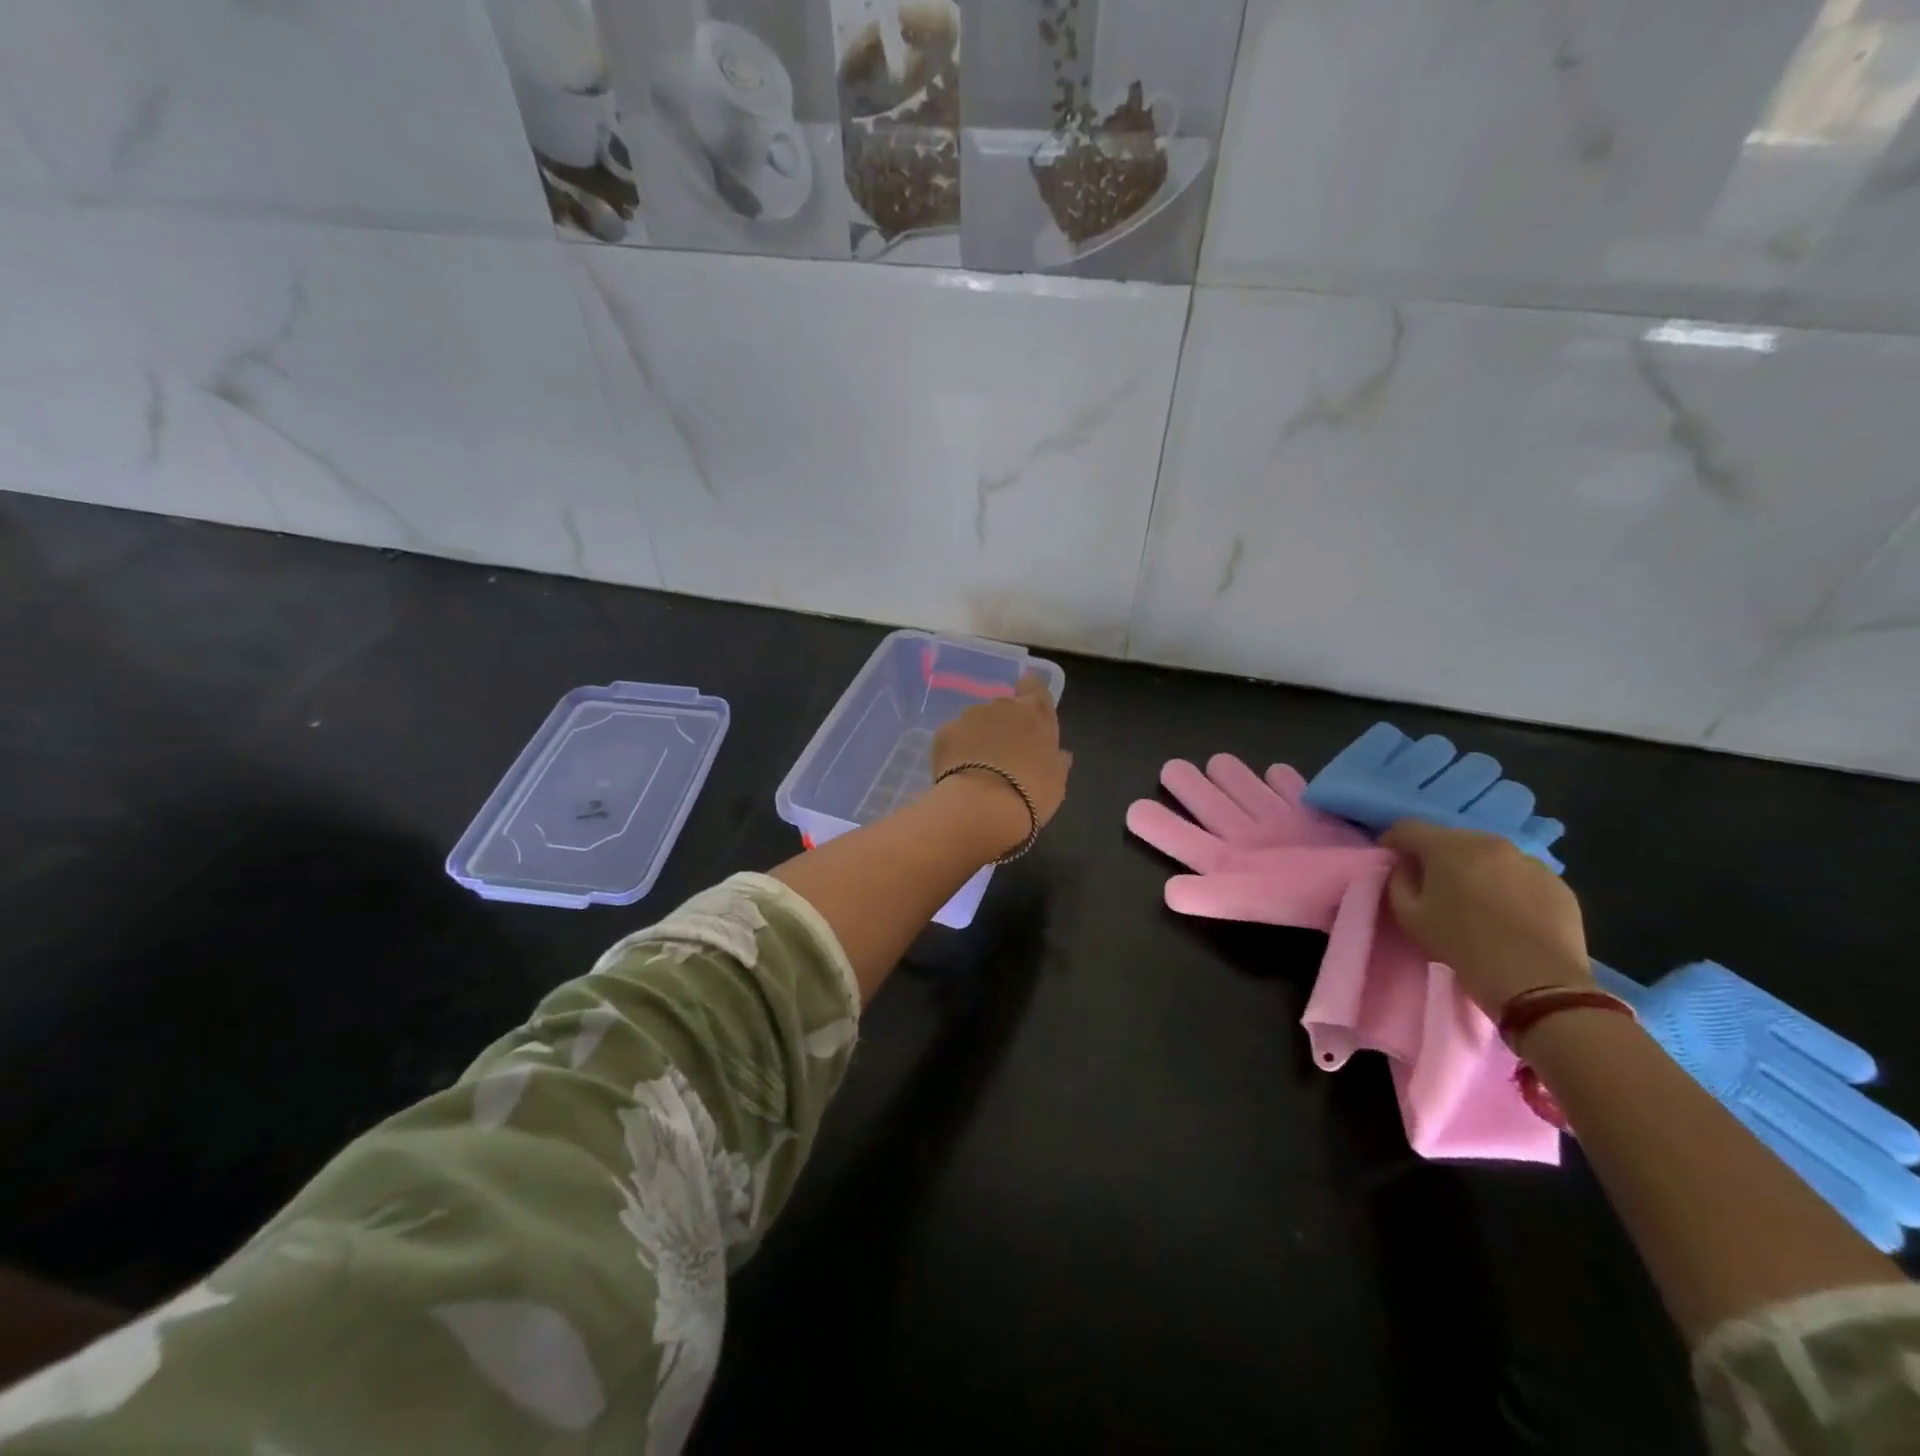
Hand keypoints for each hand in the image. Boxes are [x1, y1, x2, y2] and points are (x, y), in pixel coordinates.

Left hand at [930, 672, 1070, 850]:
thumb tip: (1060, 754)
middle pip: (1004, 707)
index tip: (1026, 708)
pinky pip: (953, 736)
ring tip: (977, 769)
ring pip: (976, 721)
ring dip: (978, 737)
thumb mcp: (1055, 782)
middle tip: (1003, 755)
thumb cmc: (1030, 794)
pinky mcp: (944, 731)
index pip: (1034, 685)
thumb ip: (1057, 762)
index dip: (1030, 692)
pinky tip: (958, 773)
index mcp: (1035, 713)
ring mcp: (970, 716)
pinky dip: (956, 750)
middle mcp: (1003, 706)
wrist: (982, 807)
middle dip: (1003, 725)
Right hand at [1381, 819, 1590, 1017]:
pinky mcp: (1557, 883)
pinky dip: (1506, 885)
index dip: (1393, 841)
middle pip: (1450, 838)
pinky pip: (1519, 875)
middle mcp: (1491, 842)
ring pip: (1488, 855)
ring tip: (1473, 900)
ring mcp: (1529, 861)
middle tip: (1431, 884)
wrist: (1537, 982)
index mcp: (1450, 846)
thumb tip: (1406, 867)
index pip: (1408, 827)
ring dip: (1474, 869)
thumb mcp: (1409, 916)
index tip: (1391, 861)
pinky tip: (1506, 914)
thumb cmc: (1462, 945)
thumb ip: (1398, 881)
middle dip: (1436, 856)